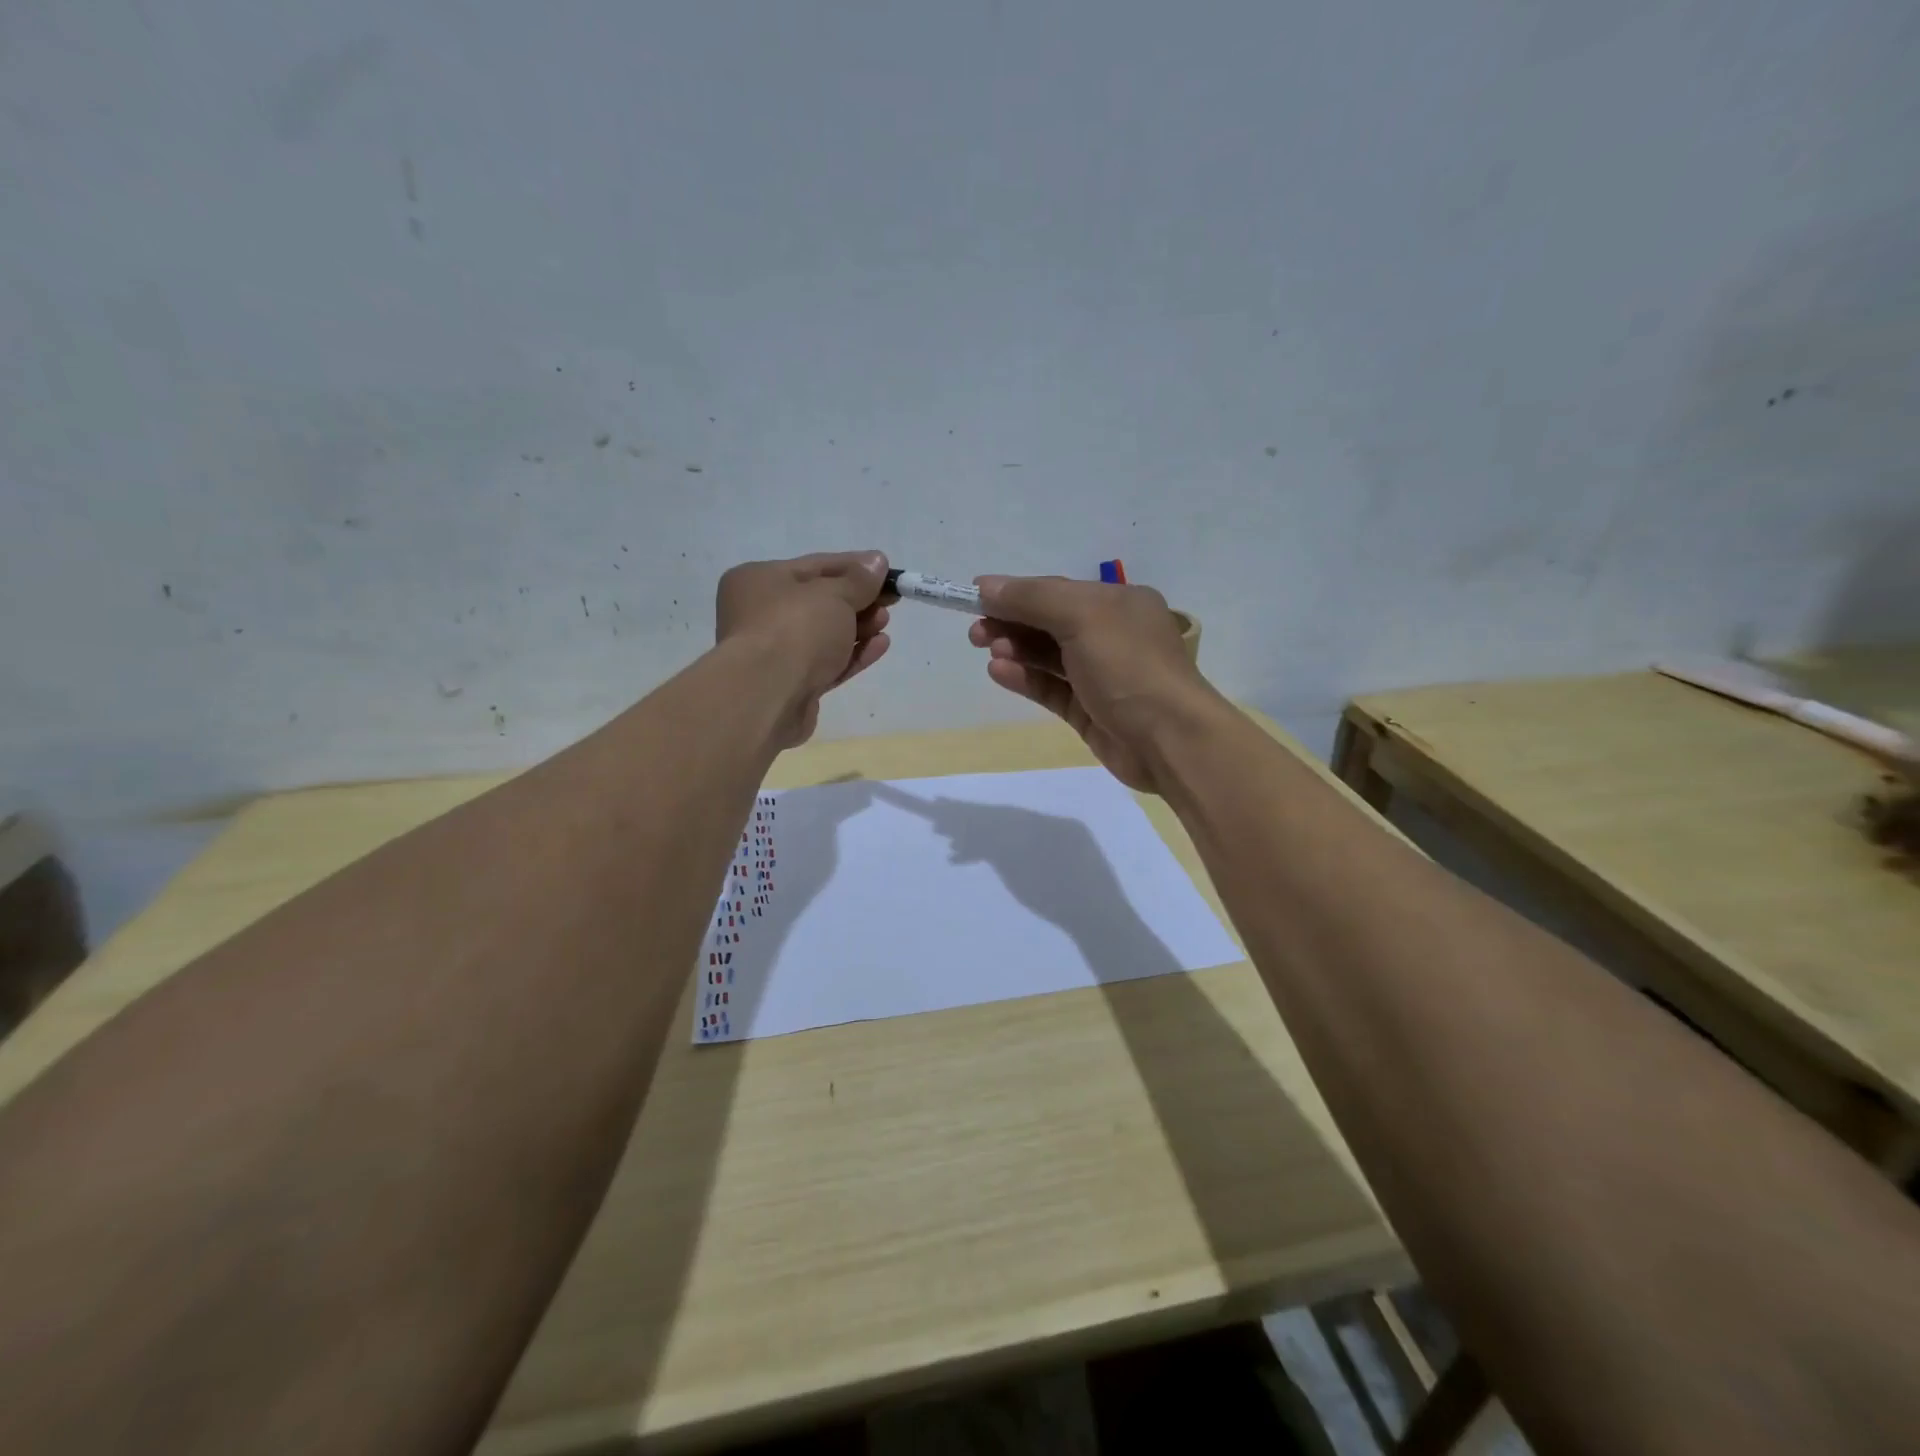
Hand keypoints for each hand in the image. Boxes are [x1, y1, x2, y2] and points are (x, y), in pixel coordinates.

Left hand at [716, 551, 891, 744]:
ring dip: (858, 627)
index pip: (815, 566)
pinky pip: (827, 663)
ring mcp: (775, 653)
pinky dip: (853, 654)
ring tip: (885, 622)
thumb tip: (876, 562)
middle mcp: (760, 614)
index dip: (854, 566)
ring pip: (824, 635)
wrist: (767, 696)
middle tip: (890, 601)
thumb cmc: (795, 629)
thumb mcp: (833, 595)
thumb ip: (858, 579)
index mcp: (759, 580)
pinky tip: (880, 645)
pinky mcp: (791, 685)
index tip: (887, 571)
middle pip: (819, 602)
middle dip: (858, 601)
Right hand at [969, 576, 1224, 791]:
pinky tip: (999, 673)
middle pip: (1049, 622)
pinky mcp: (1089, 711)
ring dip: (1016, 650)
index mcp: (1118, 603)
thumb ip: (1033, 598)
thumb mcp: (1082, 617)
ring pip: (1048, 657)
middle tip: (976, 633)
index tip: (975, 598)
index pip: (1056, 590)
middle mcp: (1110, 635)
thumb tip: (986, 586)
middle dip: (1011, 623)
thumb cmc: (1129, 666)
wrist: (1169, 739)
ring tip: (990, 652)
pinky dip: (1025, 679)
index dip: (1015, 593)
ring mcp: (1100, 675)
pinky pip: (1050, 688)